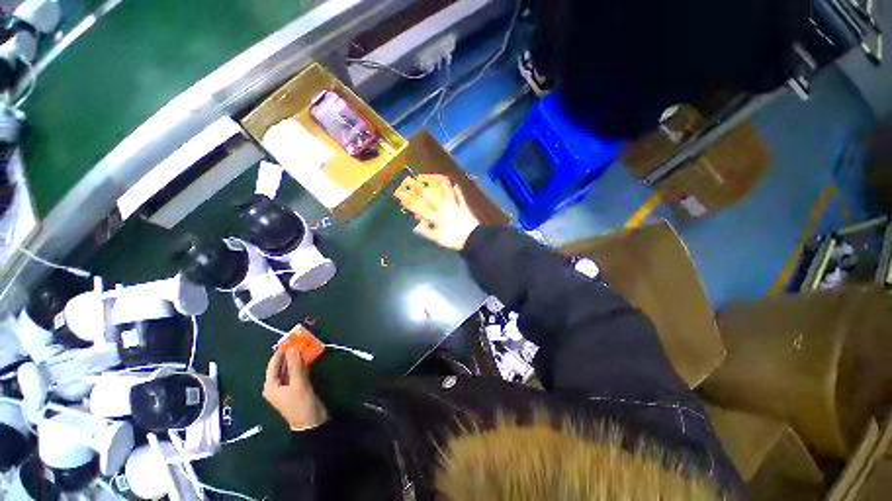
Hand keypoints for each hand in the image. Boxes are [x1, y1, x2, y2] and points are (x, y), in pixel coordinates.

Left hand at [263, 349, 328, 430]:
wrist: (311, 422)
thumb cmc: (300, 403)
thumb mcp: (298, 383)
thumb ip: (295, 365)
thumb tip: (293, 348)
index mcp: (271, 386)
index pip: (273, 365)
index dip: (280, 353)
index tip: (289, 340)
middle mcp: (276, 386)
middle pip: (281, 366)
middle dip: (289, 354)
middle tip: (299, 341)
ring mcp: (287, 387)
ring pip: (289, 369)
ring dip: (296, 359)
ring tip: (304, 346)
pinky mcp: (296, 388)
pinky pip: (296, 373)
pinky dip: (301, 365)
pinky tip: (308, 358)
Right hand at [394, 175, 480, 250]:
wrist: (473, 238)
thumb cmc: (454, 239)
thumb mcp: (438, 238)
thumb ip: (426, 231)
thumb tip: (416, 226)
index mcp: (437, 217)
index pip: (423, 207)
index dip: (414, 201)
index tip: (406, 195)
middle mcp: (444, 209)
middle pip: (433, 197)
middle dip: (425, 188)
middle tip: (418, 179)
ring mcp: (455, 207)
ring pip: (447, 194)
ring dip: (441, 185)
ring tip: (436, 176)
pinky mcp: (464, 208)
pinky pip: (460, 198)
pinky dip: (458, 192)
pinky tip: (456, 185)